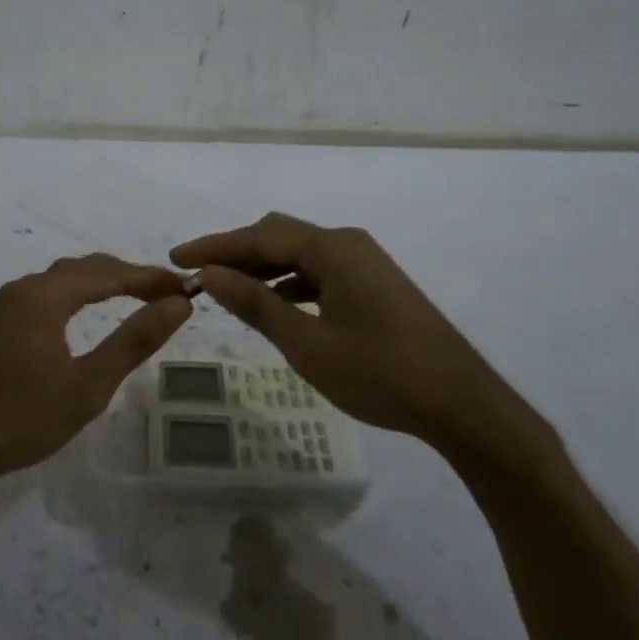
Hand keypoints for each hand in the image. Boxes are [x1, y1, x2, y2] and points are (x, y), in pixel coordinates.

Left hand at [0, 253, 192, 484]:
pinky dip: (80, 296)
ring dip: (104, 283)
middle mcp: (24, 288)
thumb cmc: (20, 418)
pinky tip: (89, 315)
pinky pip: (49, 294)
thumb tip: (177, 305)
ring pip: (65, 279)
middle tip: (168, 296)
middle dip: (129, 276)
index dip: (151, 278)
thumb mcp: (87, 385)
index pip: (110, 273)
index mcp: (45, 295)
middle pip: (86, 268)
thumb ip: (134, 340)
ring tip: (139, 299)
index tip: (187, 289)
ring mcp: (7, 305)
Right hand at [171, 213, 556, 474]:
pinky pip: (320, 272)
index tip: (176, 258)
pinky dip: (289, 283)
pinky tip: (273, 305)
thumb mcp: (308, 343)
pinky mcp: (374, 285)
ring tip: (226, 291)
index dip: (215, 246)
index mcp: (333, 248)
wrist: (462, 404)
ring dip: (262, 269)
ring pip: (300, 255)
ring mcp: (365, 263)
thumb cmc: (381, 373)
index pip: (260, 235)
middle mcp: (348, 244)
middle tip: (198, 276)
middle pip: (279, 236)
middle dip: (236, 253)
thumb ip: (256, 304)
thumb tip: (210, 274)